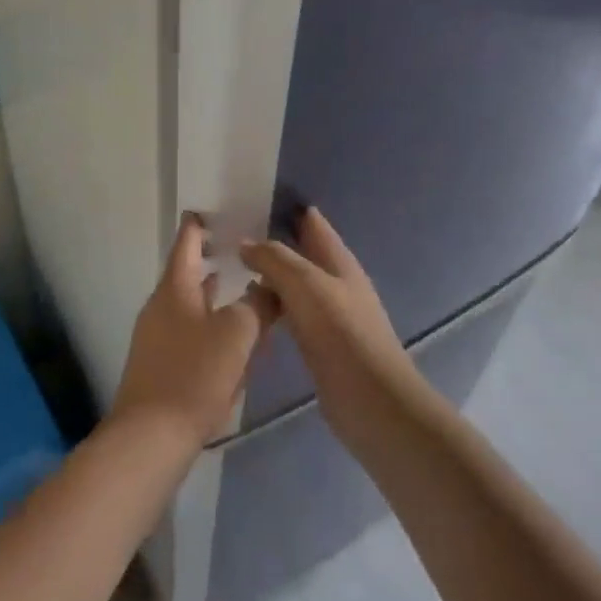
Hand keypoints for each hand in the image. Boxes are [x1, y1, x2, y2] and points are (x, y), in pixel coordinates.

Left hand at [110, 214, 278, 449]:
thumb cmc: (195, 374)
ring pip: (191, 305)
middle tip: (241, 251)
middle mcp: (161, 306)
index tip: (215, 210)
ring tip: (241, 289)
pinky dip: (211, 325)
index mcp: (174, 289)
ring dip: (215, 296)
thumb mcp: (237, 333)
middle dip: (213, 261)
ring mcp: (157, 337)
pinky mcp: (161, 365)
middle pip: (188, 274)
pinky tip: (232, 341)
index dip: (199, 224)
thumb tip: (269, 287)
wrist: (151, 436)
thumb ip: (258, 304)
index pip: (187, 242)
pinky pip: (190, 333)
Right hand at [240, 207, 409, 400]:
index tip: (249, 201)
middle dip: (272, 241)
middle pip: (302, 252)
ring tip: (232, 266)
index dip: (285, 209)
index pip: (312, 222)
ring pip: (294, 283)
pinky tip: (251, 308)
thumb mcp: (305, 284)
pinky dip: (273, 304)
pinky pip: (292, 312)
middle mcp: (336, 282)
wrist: (370, 399)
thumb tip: (245, 242)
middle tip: (230, 235)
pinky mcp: (321, 343)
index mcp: (339, 261)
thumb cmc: (341, 333)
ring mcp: (330, 314)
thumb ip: (275, 259)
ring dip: (270, 274)